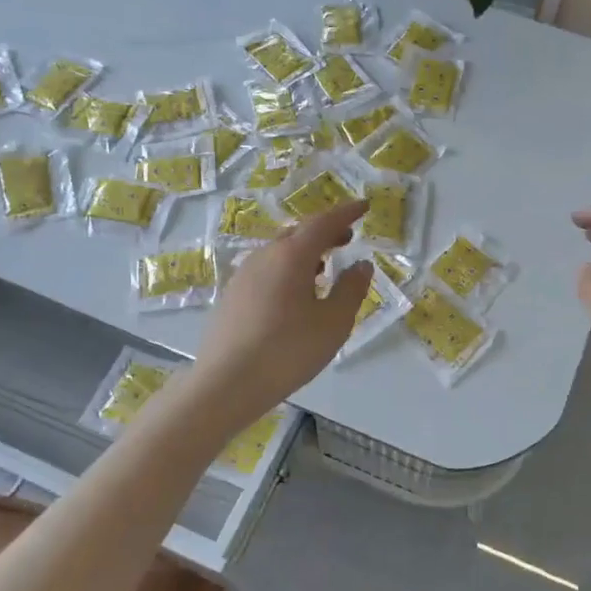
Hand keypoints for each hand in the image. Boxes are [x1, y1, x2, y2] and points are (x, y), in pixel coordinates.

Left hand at [188, 202, 371, 423]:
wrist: (226, 384)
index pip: (323, 222)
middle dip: (325, 231)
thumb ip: (351, 289)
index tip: (364, 206)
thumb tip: (361, 265)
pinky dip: (287, 268)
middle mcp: (264, 256)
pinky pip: (266, 269)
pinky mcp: (232, 295)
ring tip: (324, 265)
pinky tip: (294, 292)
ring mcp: (243, 275)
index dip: (346, 213)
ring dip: (305, 251)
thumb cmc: (287, 351)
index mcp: (291, 256)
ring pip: (279, 251)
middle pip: (298, 233)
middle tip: (347, 237)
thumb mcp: (333, 323)